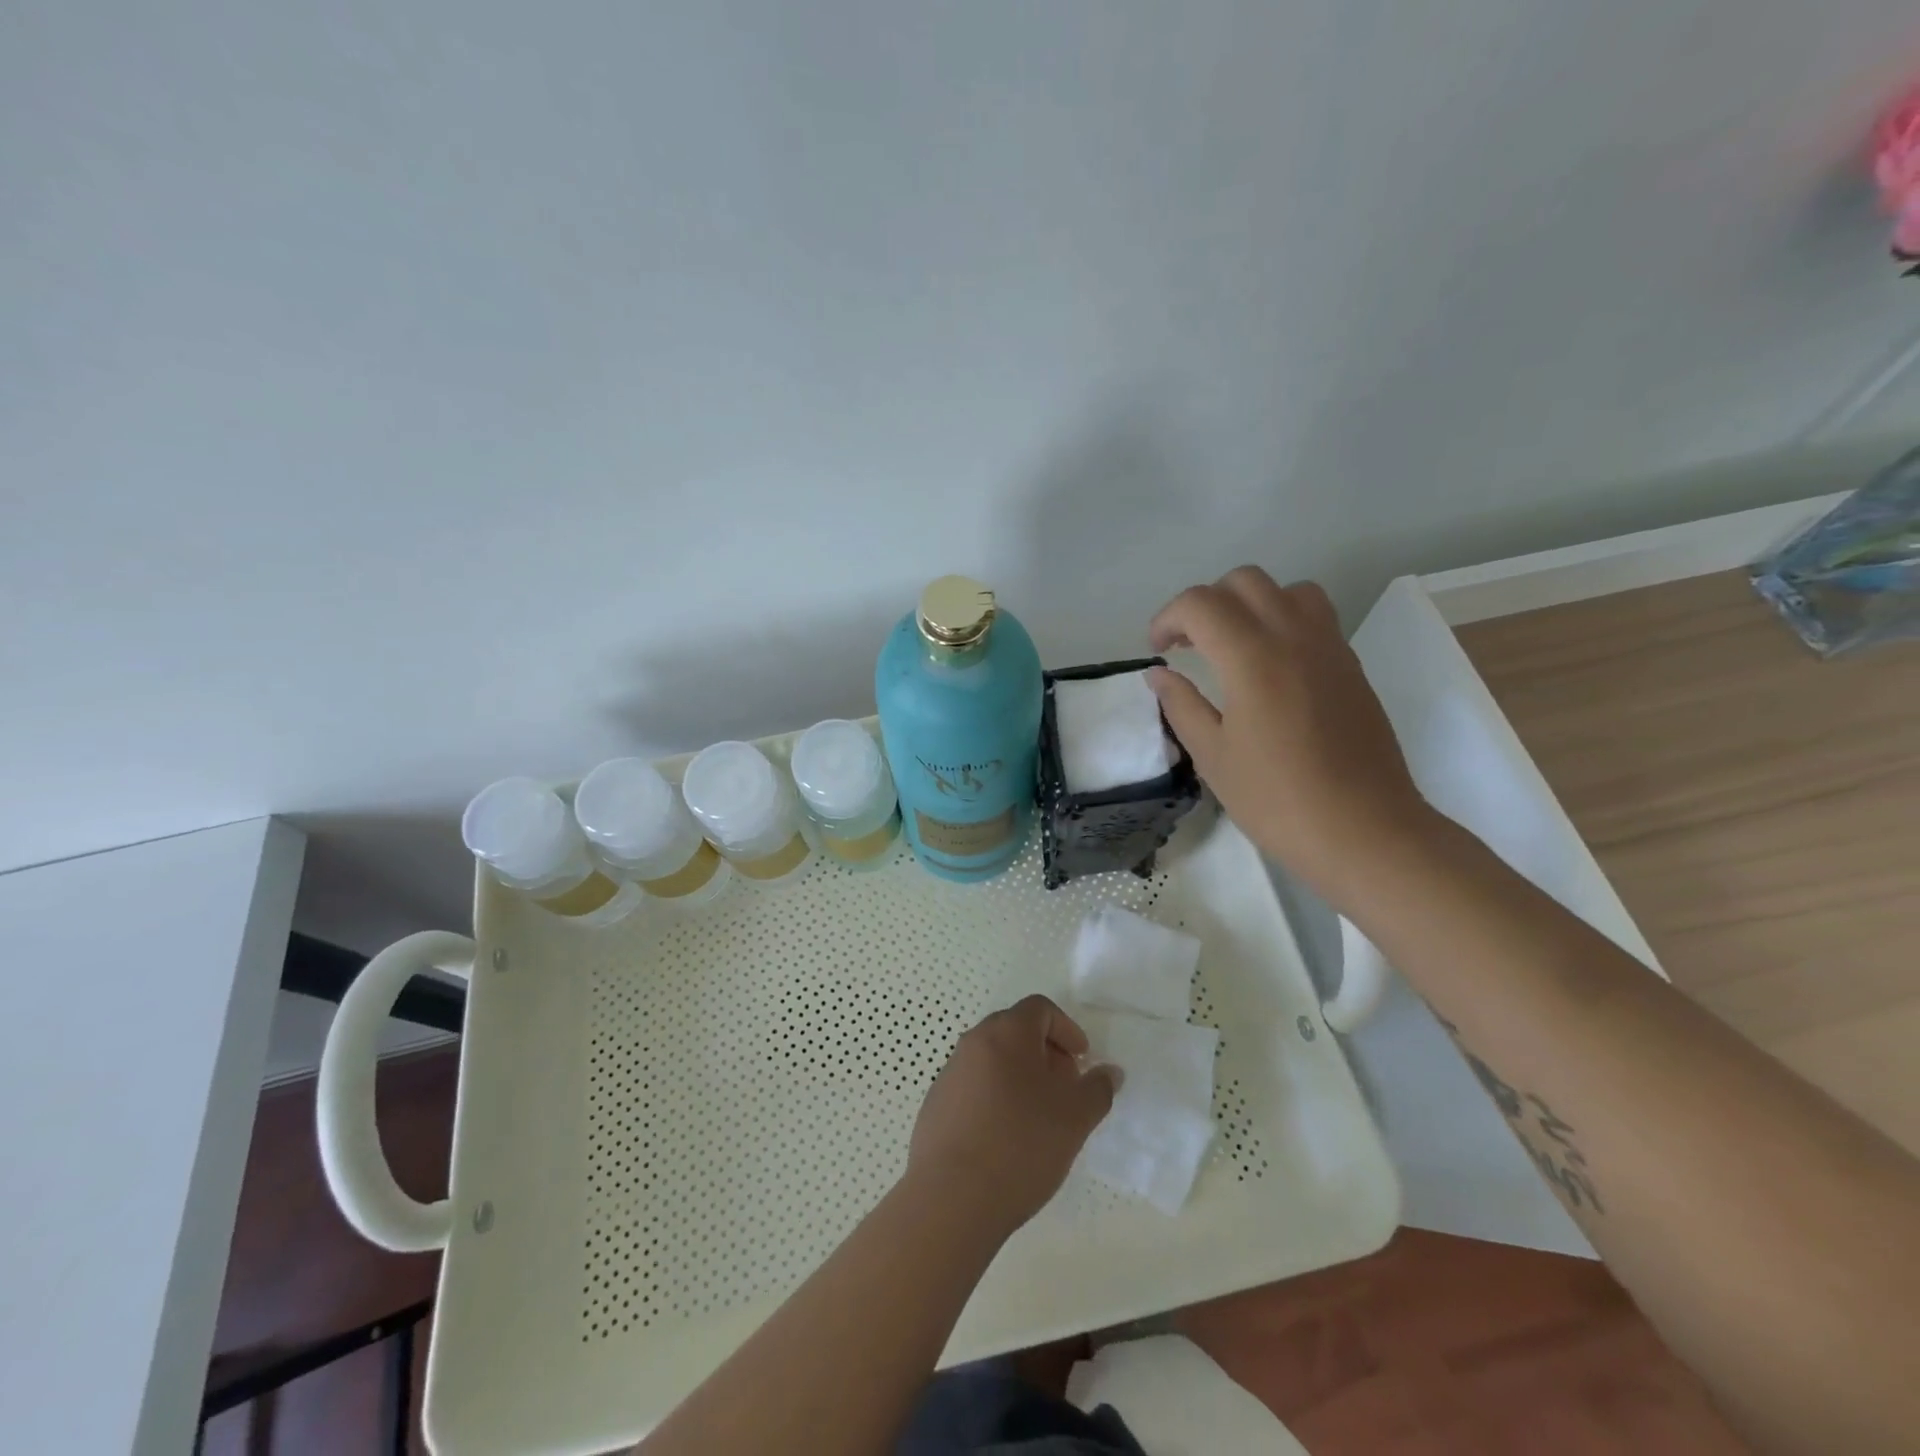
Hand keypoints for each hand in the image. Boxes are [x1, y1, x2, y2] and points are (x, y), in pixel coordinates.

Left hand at [907, 995, 1117, 1237]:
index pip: (1040, 1009)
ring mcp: (949, 1072)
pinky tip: (1006, 1139)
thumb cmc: (1021, 1145)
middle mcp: (973, 1042)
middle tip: (1064, 1090)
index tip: (1082, 1061)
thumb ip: (1098, 1089)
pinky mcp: (936, 1104)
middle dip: (1045, 1053)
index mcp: (1006, 1032)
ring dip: (1019, 1076)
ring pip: (993, 1060)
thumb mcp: (1075, 1118)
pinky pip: (973, 1087)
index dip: (1066, 1029)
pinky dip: (995, 1098)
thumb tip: (1109, 1072)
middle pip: (1015, 1031)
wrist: (951, 1198)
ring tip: (1038, 1119)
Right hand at [1148, 566, 1432, 905]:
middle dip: (1205, 603)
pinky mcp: (1351, 666)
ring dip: (1249, 604)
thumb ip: (1181, 705)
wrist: (1365, 831)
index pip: (1200, 603)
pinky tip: (1269, 668)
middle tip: (1188, 645)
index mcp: (1252, 657)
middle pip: (1244, 581)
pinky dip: (1281, 621)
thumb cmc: (1277, 800)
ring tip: (1232, 646)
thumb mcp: (1213, 757)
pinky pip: (1314, 617)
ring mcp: (1330, 647)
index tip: (1157, 651)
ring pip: (1287, 590)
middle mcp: (1294, 637)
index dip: (1167, 618)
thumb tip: (1159, 674)